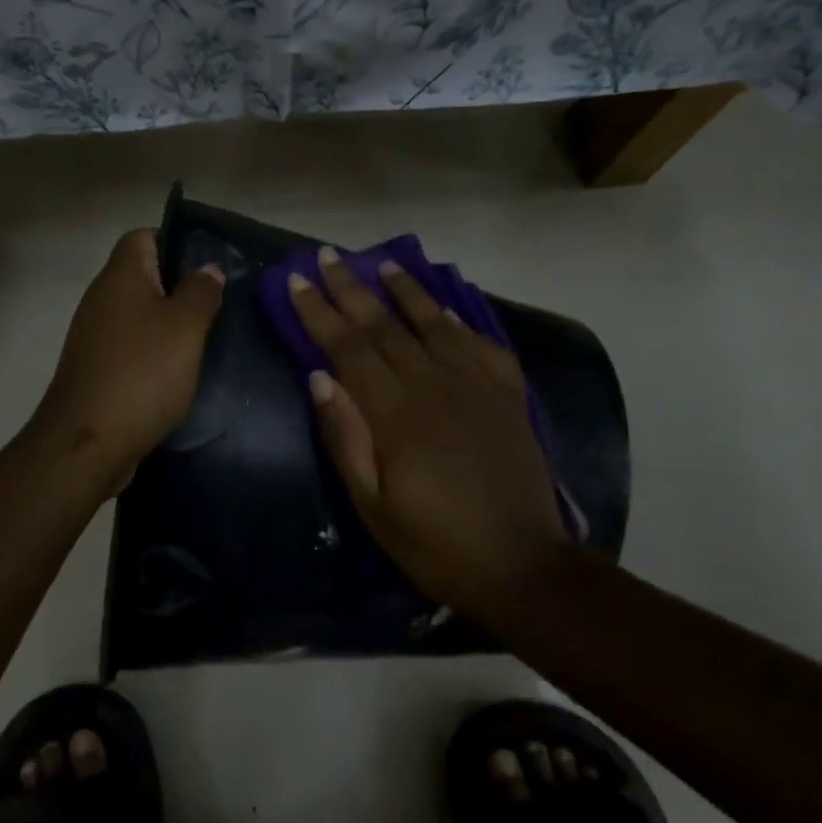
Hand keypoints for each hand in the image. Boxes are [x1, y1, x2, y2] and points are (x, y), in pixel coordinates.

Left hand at [29, 229, 225, 495]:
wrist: (88, 441)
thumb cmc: (142, 372)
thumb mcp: (185, 327)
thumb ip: (200, 292)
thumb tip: (206, 269)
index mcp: (120, 276)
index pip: (143, 236)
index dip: (176, 241)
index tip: (208, 265)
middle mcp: (101, 298)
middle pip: (142, 275)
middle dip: (179, 286)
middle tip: (216, 304)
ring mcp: (94, 335)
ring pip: (138, 314)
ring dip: (168, 323)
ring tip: (203, 339)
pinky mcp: (95, 368)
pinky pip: (130, 346)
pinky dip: (153, 352)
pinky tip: (177, 371)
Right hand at [285, 248, 571, 624]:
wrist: (522, 566)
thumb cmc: (435, 543)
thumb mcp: (373, 506)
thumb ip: (346, 437)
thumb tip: (319, 377)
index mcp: (396, 413)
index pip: (348, 347)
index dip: (320, 312)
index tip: (298, 280)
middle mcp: (435, 384)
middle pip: (386, 325)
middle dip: (352, 288)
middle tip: (329, 256)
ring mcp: (477, 386)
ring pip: (434, 324)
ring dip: (406, 291)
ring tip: (384, 264)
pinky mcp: (508, 396)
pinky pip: (481, 344)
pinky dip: (459, 322)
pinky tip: (445, 310)